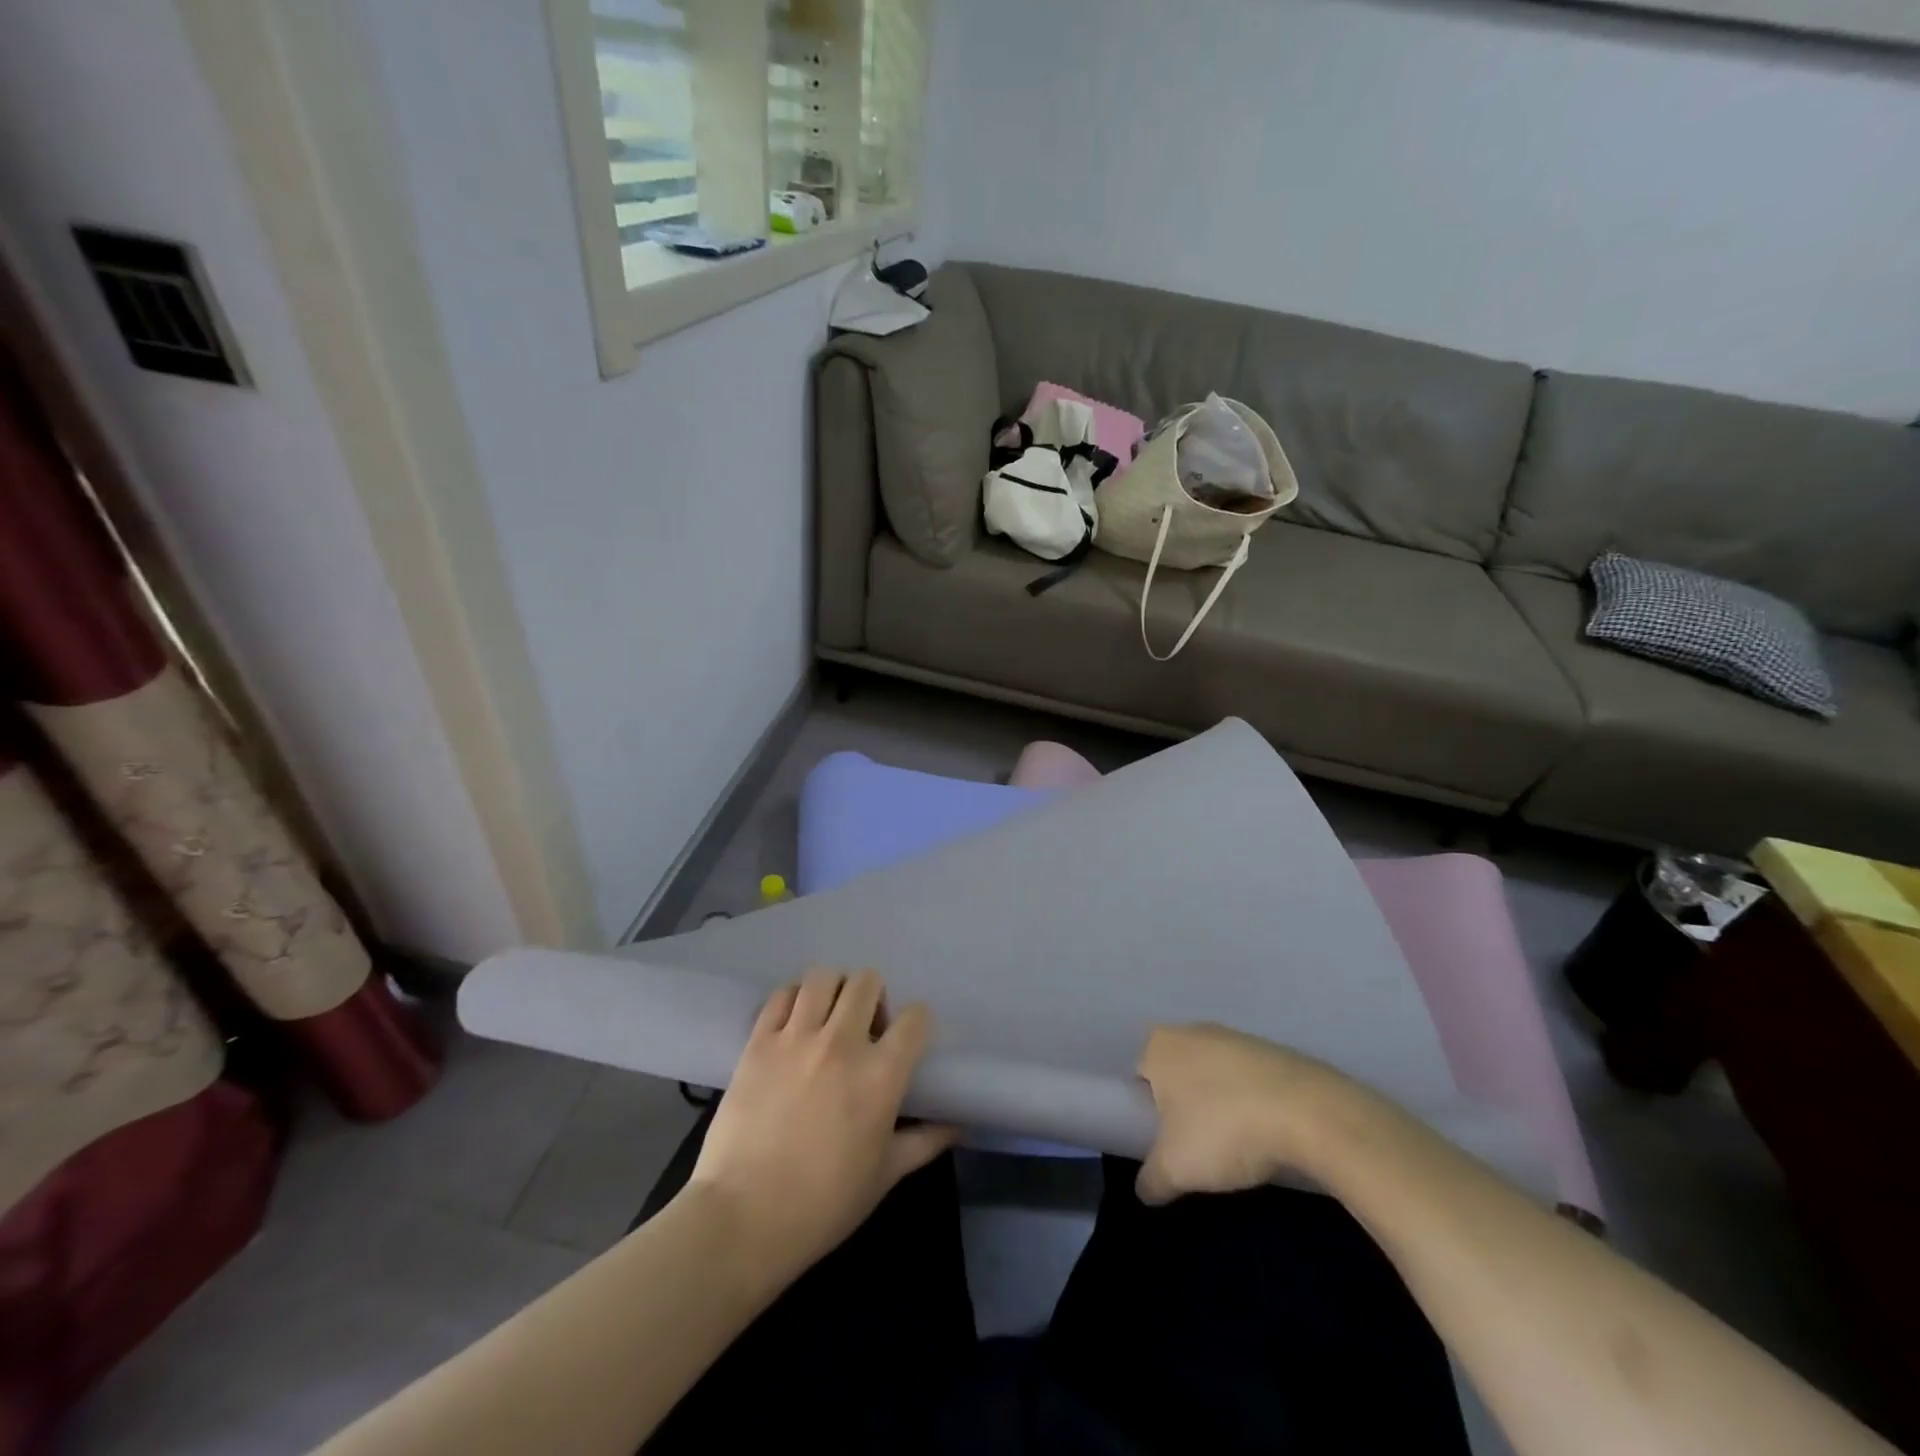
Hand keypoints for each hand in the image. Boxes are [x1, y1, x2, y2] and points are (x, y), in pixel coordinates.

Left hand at [684, 967, 954, 1279]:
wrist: (743, 1219)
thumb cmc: (823, 1205)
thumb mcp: (884, 1176)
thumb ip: (924, 1142)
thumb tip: (958, 1127)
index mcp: (881, 1075)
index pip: (916, 1017)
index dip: (916, 1024)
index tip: (906, 1041)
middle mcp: (842, 1043)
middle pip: (867, 982)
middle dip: (873, 998)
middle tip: (865, 1030)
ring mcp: (796, 1037)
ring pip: (824, 977)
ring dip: (834, 991)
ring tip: (828, 1018)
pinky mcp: (759, 1041)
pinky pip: (782, 995)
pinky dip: (793, 1000)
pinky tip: (794, 1025)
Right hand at [1134, 1023, 1366, 1204]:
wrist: (1308, 1113)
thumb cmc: (1223, 1130)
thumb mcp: (1175, 1168)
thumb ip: (1151, 1180)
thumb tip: (1144, 1190)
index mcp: (1160, 1045)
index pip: (1141, 1077)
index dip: (1149, 1113)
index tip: (1168, 1144)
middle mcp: (1193, 1031)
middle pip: (1179, 1076)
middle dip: (1186, 1109)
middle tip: (1199, 1148)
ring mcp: (1237, 1037)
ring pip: (1216, 1078)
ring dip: (1222, 1107)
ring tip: (1238, 1148)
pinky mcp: (1276, 1051)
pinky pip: (1251, 1082)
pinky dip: (1254, 1104)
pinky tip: (1268, 1135)